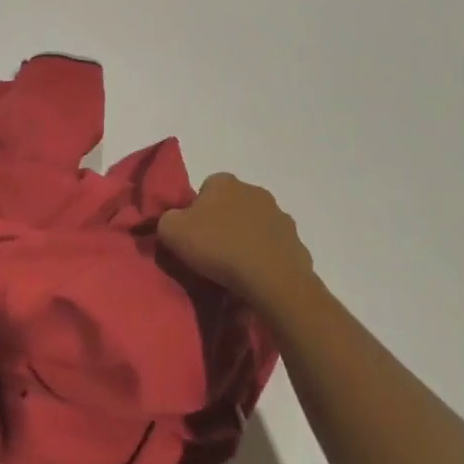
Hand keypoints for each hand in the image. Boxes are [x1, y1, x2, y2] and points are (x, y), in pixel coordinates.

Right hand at [158, 172, 313, 307]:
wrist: (273, 281)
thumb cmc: (219, 248)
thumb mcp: (172, 231)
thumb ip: (166, 219)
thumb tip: (174, 221)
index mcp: (224, 182)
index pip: (205, 190)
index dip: (196, 212)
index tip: (194, 236)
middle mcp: (254, 190)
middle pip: (232, 205)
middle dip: (223, 223)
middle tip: (213, 253)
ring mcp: (279, 216)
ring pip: (255, 225)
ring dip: (247, 240)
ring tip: (236, 270)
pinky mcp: (296, 242)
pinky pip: (274, 248)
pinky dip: (266, 259)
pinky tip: (257, 278)